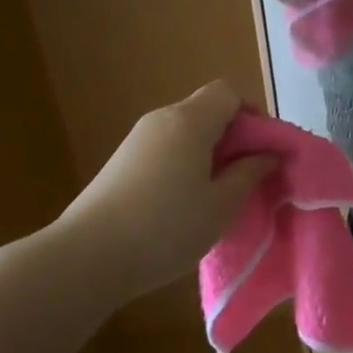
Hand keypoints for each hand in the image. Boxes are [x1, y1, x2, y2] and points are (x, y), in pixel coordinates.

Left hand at [52, 81, 271, 305]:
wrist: (85, 259)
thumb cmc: (165, 227)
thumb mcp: (221, 205)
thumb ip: (249, 174)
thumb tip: (267, 155)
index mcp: (189, 121)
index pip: (228, 93)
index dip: (252, 114)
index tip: (262, 151)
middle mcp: (161, 120)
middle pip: (206, 111)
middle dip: (233, 137)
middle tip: (247, 176)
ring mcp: (136, 141)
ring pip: (185, 133)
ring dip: (208, 154)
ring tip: (216, 195)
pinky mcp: (120, 164)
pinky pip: (165, 150)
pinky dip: (183, 165)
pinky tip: (183, 204)